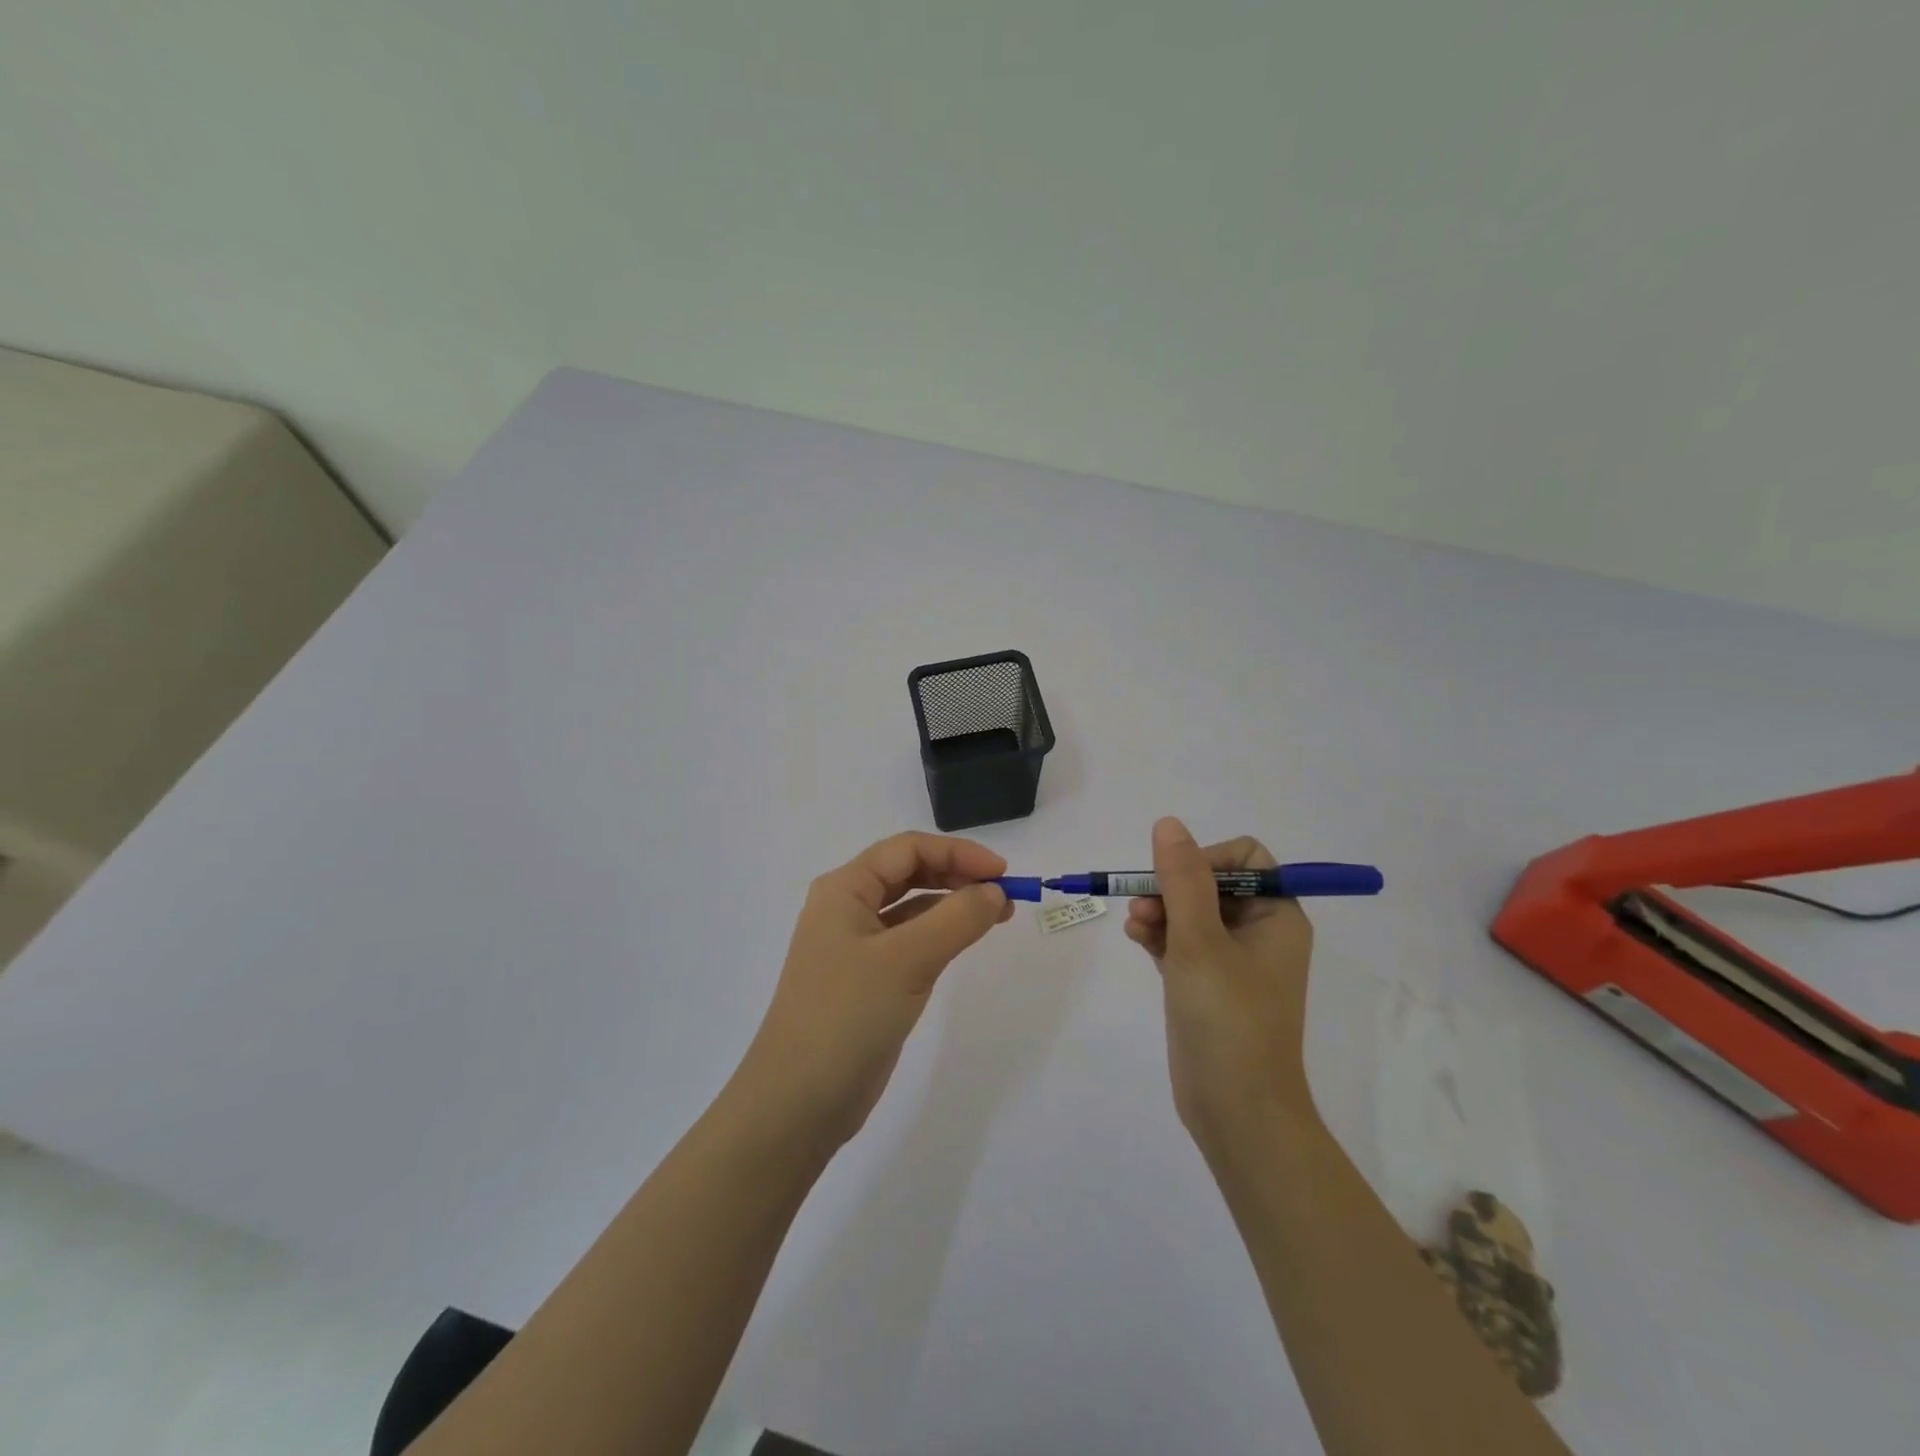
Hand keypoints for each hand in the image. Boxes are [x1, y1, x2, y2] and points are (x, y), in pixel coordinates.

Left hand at [733, 832, 1013, 1149]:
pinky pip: (907, 941)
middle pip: (908, 872)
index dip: (958, 853)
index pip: (908, 849)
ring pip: (910, 908)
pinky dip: (938, 935)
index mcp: (844, 888)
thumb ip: (957, 919)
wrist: (798, 1101)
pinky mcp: (865, 979)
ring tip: (995, 917)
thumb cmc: (847, 1015)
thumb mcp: (908, 960)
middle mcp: (846, 908)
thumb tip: (995, 891)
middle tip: (1003, 896)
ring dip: (951, 905)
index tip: (1002, 874)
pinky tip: (962, 944)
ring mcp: (853, 945)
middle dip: (957, 876)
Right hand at [1124, 818, 1316, 1150]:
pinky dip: (1159, 934)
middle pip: (1211, 883)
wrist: (1235, 1110)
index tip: (1175, 878)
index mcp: (1277, 917)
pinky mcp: (1206, 983)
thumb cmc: (1227, 1018)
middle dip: (1171, 887)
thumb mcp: (1200, 941)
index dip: (1206, 858)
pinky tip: (1136, 938)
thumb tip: (1168, 824)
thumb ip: (1182, 880)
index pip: (1245, 859)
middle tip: (1142, 905)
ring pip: (1190, 911)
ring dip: (1159, 910)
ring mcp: (1231, 960)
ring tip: (1134, 926)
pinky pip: (1180, 940)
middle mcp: (1259, 932)